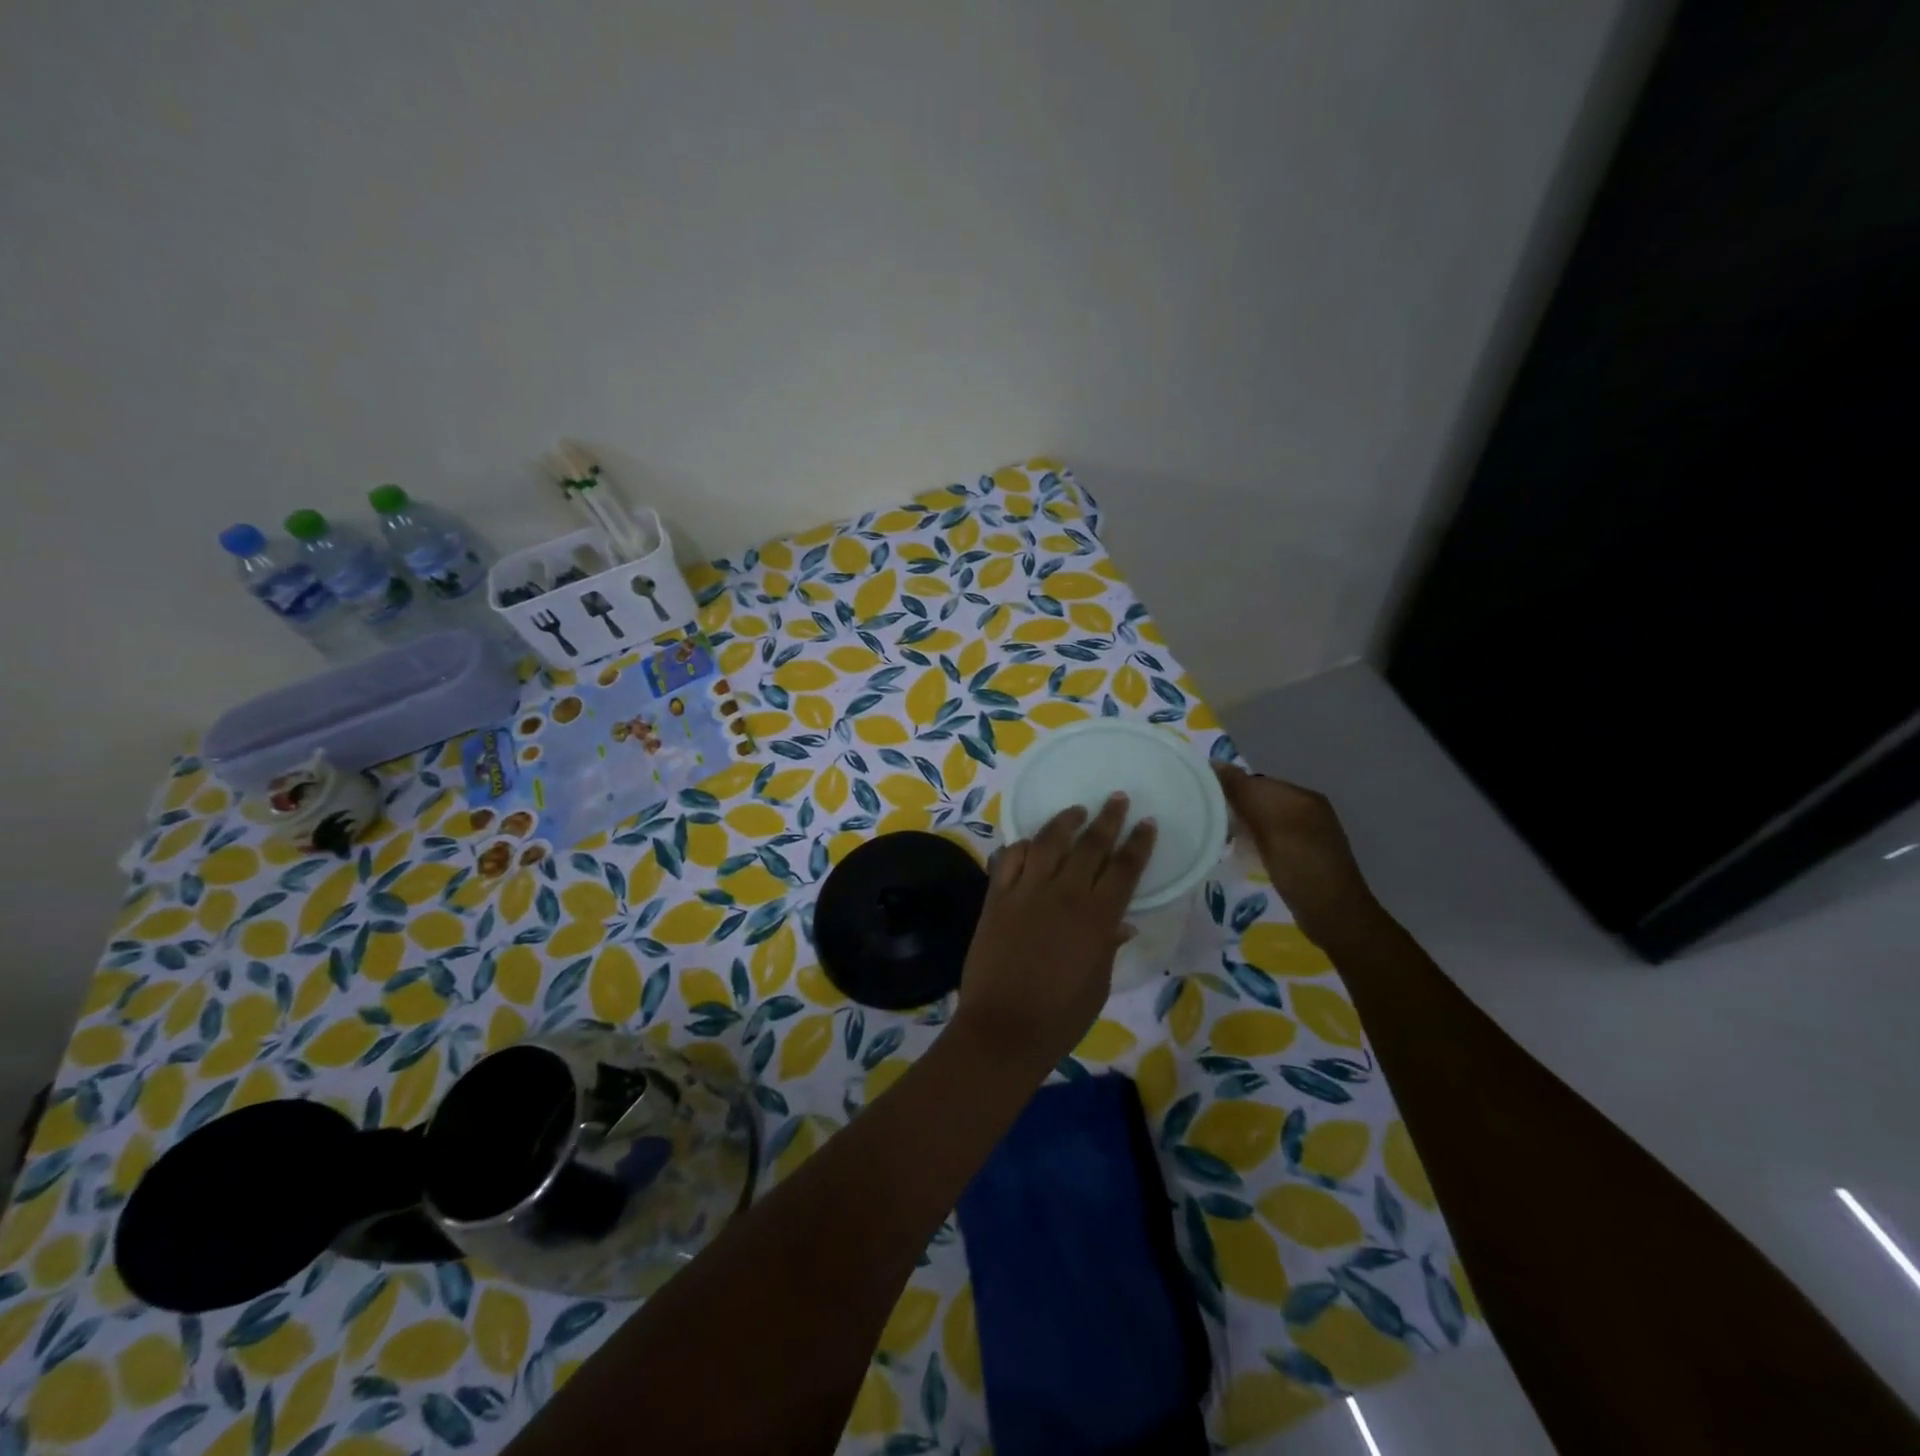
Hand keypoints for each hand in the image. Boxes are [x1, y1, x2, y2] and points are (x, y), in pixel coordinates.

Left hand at [952, 794, 1156, 1076]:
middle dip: (1108, 819)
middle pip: (1090, 845)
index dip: (1138, 843)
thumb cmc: (1061, 1015)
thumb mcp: (1098, 984)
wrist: (1004, 1028)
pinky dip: (1021, 845)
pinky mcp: (996, 898)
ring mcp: (1026, 892)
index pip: (1125, 868)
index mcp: (1097, 918)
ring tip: (1076, 810)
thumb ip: (1108, 945)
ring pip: (1048, 842)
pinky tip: (1028, 841)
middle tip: (1117, 799)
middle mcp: (1064, 894)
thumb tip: (1122, 922)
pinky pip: (1009, 859)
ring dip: (1065, 821)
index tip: (1147, 822)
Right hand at [1214, 764, 1378, 947]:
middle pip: (1258, 799)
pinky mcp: (1301, 855)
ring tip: (1215, 837)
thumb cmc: (1301, 866)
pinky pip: (1268, 837)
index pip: (1255, 781)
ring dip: (1241, 825)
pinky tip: (1239, 853)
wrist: (1334, 916)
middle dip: (1233, 806)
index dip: (1227, 787)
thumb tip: (1215, 763)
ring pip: (1262, 819)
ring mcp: (1306, 834)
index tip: (1199, 799)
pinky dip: (1252, 840)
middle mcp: (1306, 809)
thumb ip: (1244, 793)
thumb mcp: (1270, 825)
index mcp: (1302, 796)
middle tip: (1203, 820)